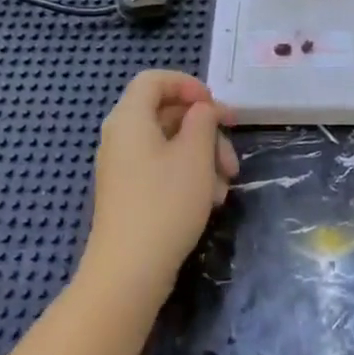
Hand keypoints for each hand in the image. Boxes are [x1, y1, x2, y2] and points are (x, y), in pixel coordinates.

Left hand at [82, 70, 236, 298]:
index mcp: (130, 118)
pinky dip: (189, 176)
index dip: (188, 85)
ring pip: (170, 144)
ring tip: (225, 184)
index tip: (215, 107)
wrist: (128, 274)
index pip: (155, 80)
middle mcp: (121, 137)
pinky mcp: (130, 194)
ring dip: (203, 157)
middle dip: (206, 130)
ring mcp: (123, 168)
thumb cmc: (164, 203)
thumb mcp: (195, 154)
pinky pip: (162, 169)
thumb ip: (203, 120)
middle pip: (167, 114)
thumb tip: (201, 112)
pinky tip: (210, 200)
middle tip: (232, 153)